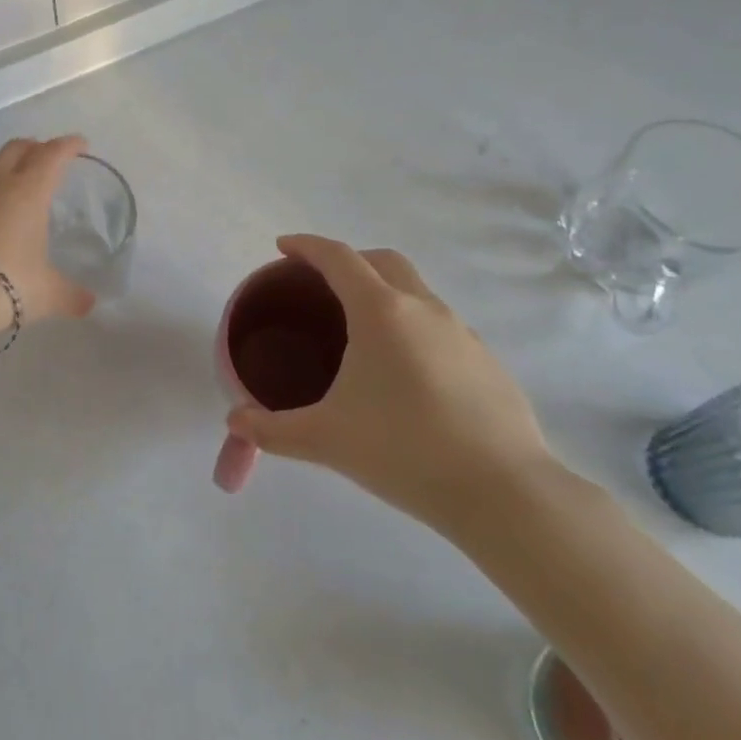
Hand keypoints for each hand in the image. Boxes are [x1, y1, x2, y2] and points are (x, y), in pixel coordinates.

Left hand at [0, 136, 97, 325]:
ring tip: (13, 206)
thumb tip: (88, 304)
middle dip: (32, 147)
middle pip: (14, 151)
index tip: (79, 143)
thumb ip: (70, 296)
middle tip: (44, 155)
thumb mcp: (47, 294)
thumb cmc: (7, 284)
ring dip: (2, 183)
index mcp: (27, 194)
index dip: (67, 146)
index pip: (51, 156)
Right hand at [224, 235, 555, 534]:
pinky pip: (440, 325)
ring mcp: (463, 333)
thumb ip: (272, 430)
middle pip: (383, 261)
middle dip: (349, 260)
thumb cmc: (404, 450)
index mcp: (380, 312)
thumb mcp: (325, 439)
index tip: (283, 247)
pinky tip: (405, 372)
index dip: (306, 246)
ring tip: (361, 332)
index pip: (338, 258)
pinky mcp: (488, 362)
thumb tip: (234, 422)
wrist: (505, 493)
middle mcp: (424, 309)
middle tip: (321, 284)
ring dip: (385, 293)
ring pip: (417, 292)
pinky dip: (413, 326)